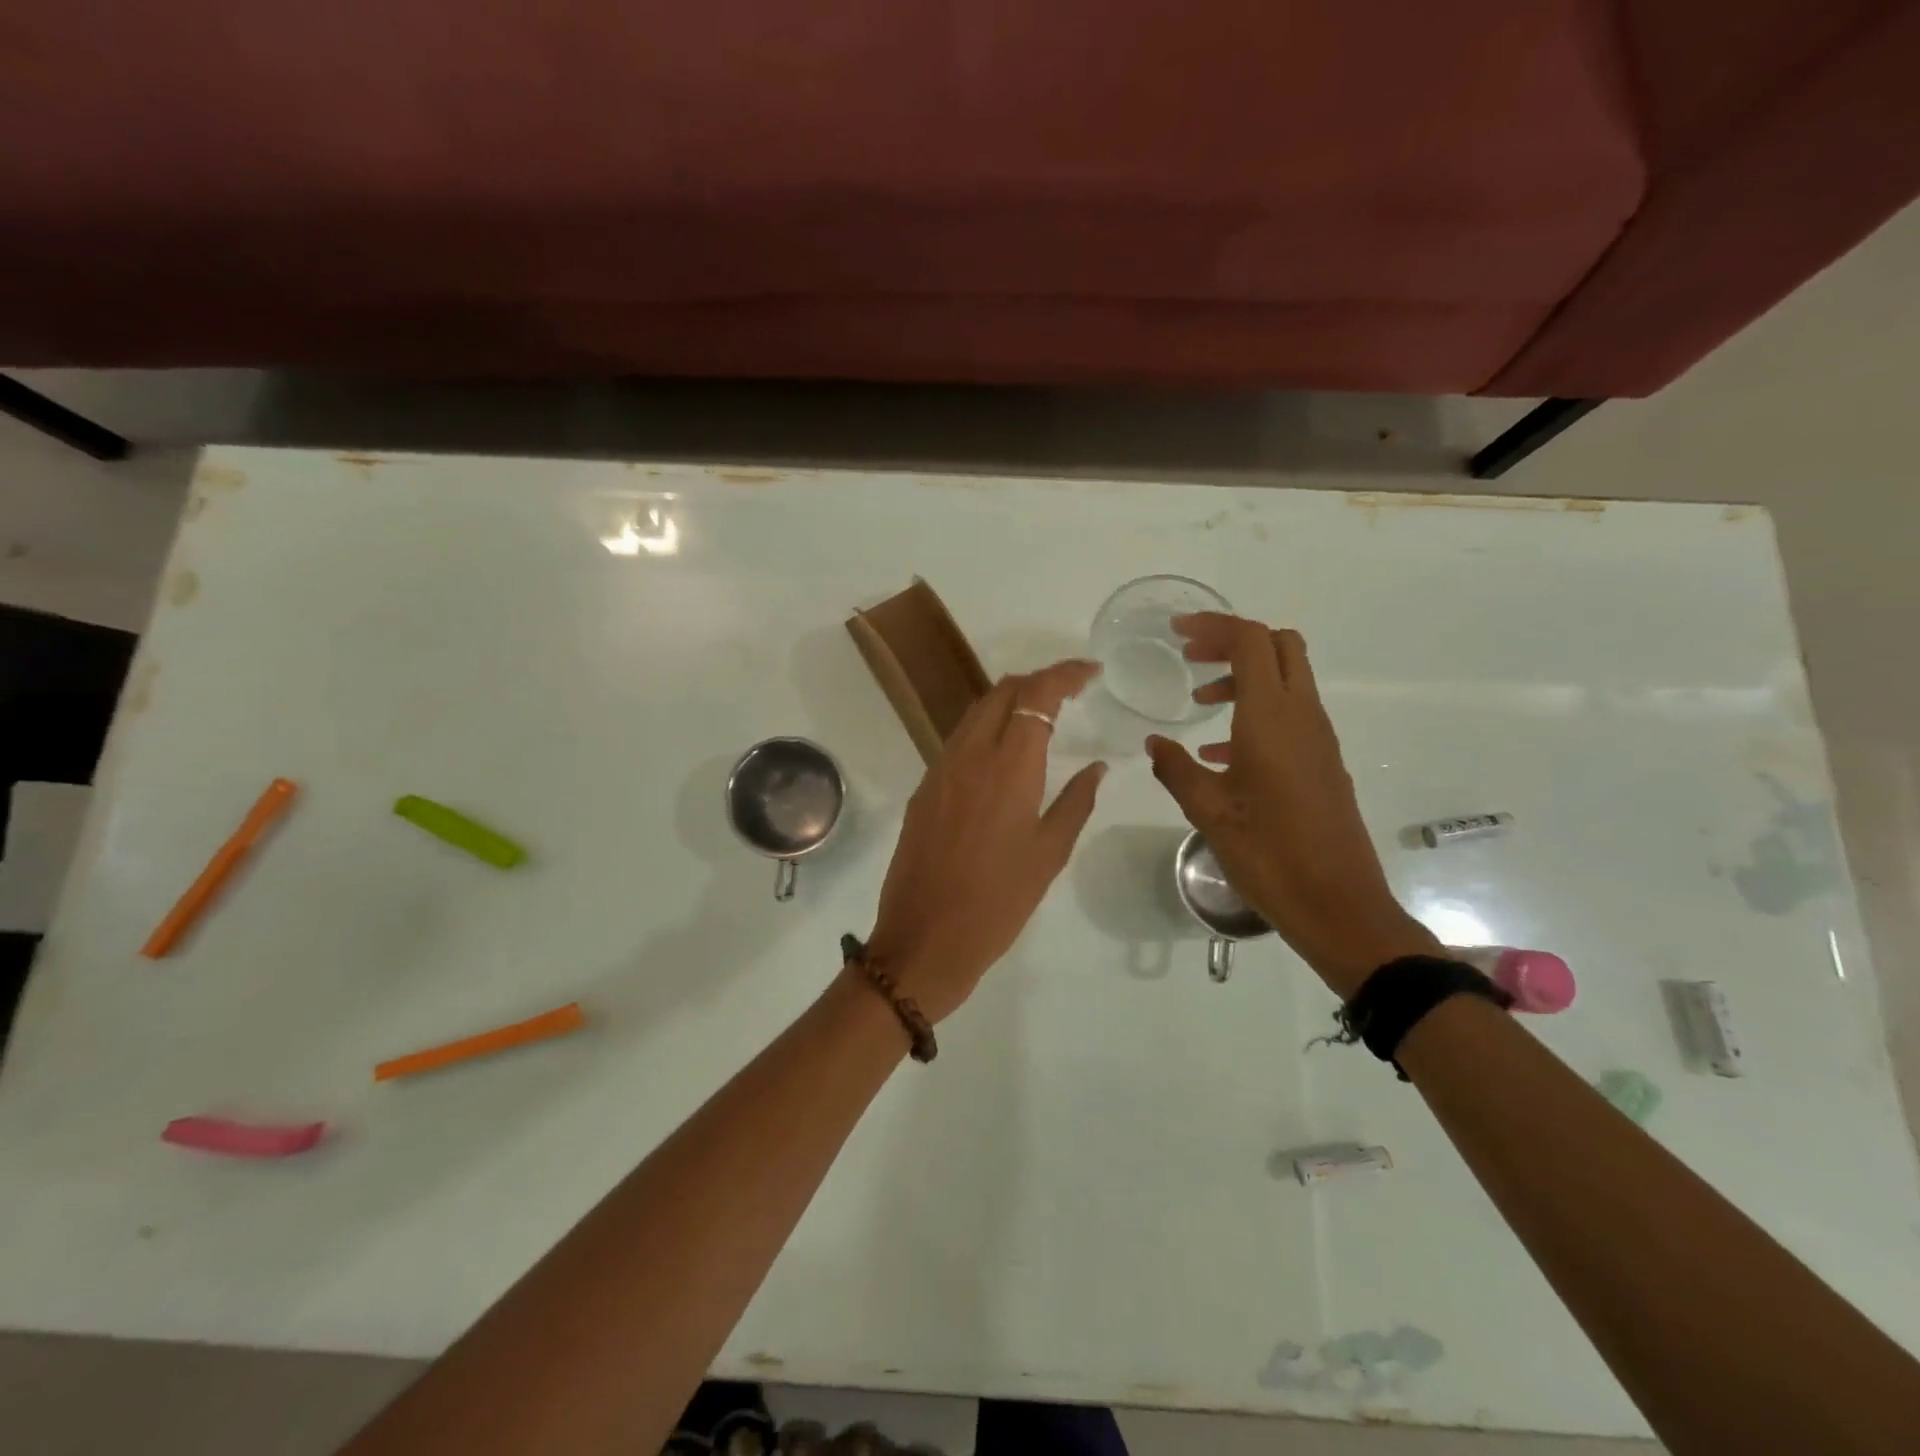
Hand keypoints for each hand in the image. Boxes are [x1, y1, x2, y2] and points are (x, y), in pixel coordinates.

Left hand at [864, 660, 1106, 1022]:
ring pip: (975, 712)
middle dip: (1037, 681)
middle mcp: (970, 755)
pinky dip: (986, 728)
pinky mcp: (924, 789)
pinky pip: (958, 740)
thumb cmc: (998, 902)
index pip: (1036, 695)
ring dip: (1009, 701)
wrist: (925, 939)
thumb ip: (1076, 801)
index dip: (1064, 674)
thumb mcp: (1049, 854)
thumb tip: (1096, 766)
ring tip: (1040, 716)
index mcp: (1008, 767)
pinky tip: (1003, 753)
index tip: (1090, 672)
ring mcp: (940, 769)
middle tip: (1069, 693)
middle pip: (1001, 691)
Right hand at [1146, 615, 1437, 997]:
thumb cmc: (1269, 853)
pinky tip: (1221, 753)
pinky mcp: (1323, 762)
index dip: (1215, 627)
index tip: (1177, 634)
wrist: (1338, 904)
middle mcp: (1302, 716)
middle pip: (1278, 646)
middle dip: (1233, 641)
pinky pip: (1290, 715)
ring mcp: (1318, 739)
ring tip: (1199, 705)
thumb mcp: (1208, 811)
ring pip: (1286, 679)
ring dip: (1244, 677)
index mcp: (1272, 718)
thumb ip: (1176, 768)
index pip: (1251, 641)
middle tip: (1192, 658)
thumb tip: (1154, 743)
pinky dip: (1256, 711)